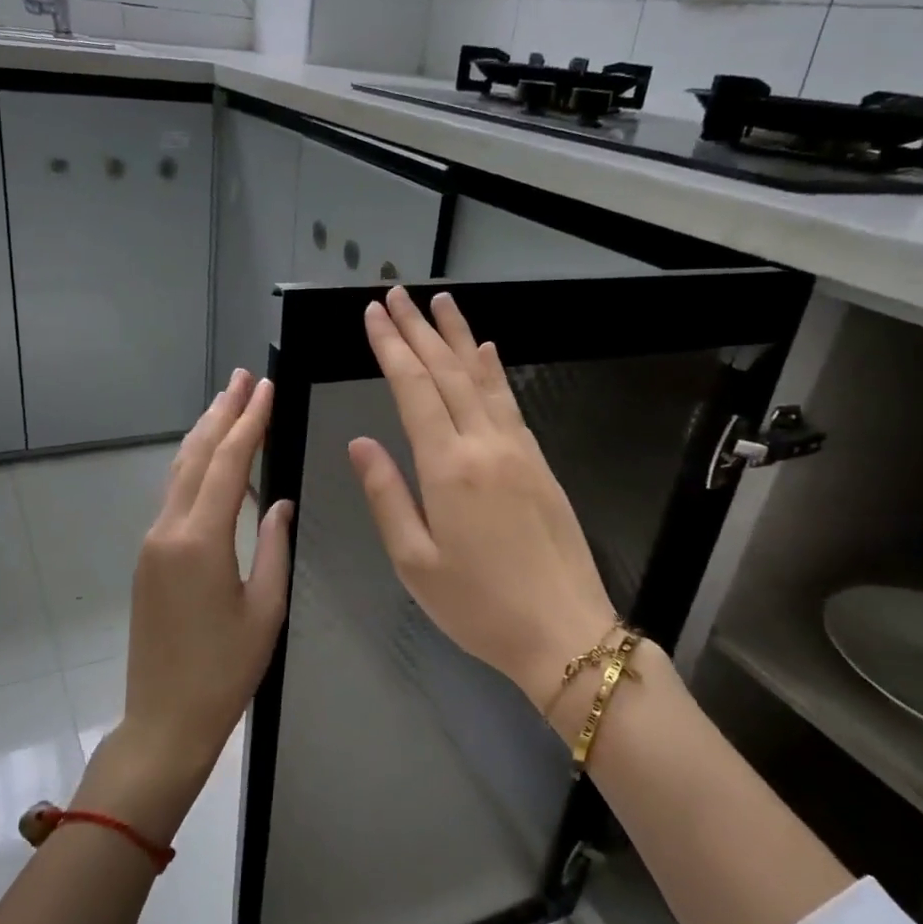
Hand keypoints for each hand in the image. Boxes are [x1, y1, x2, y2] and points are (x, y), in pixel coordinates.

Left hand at [96, 369, 293, 840]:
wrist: (164, 718)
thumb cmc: (225, 670)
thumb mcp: (265, 609)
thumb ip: (273, 546)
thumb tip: (278, 503)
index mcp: (201, 540)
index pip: (229, 464)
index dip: (249, 422)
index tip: (265, 388)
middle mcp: (169, 530)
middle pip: (197, 456)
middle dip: (221, 413)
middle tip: (242, 377)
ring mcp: (152, 543)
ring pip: (179, 473)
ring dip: (204, 434)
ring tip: (225, 402)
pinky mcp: (148, 558)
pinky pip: (173, 496)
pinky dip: (193, 466)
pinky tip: (207, 459)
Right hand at [347, 287, 620, 712]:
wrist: (563, 631)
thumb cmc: (478, 606)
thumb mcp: (414, 562)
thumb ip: (386, 495)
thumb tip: (359, 442)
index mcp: (447, 467)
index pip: (412, 389)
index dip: (390, 347)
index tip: (373, 313)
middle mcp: (485, 444)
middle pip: (446, 371)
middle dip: (418, 329)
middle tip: (396, 293)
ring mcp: (518, 449)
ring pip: (482, 378)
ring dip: (458, 336)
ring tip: (439, 302)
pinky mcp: (539, 461)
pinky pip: (510, 401)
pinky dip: (492, 371)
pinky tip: (486, 351)